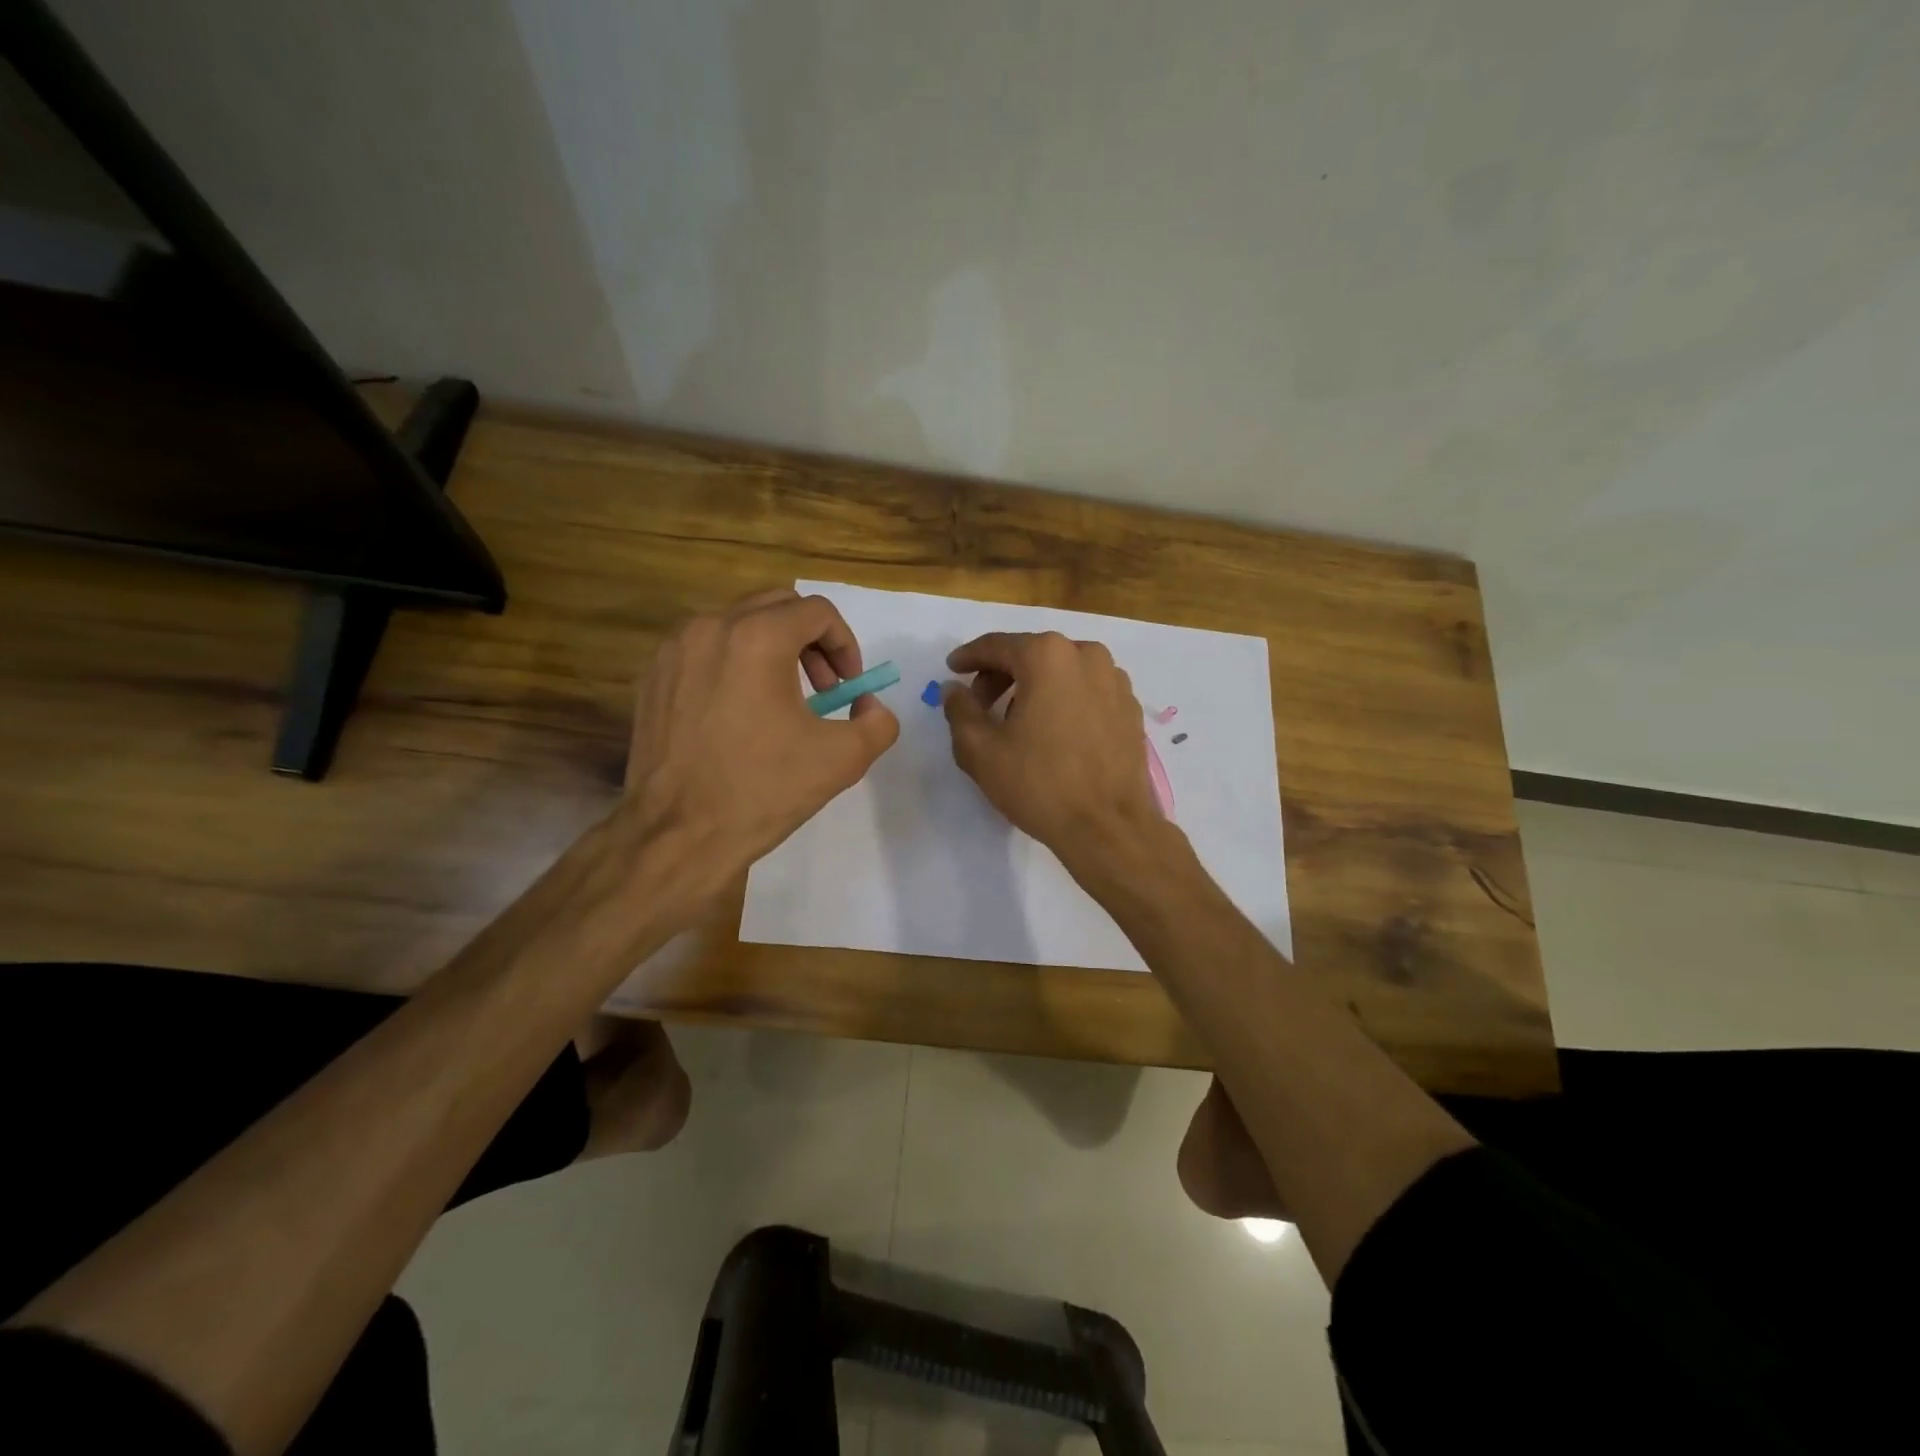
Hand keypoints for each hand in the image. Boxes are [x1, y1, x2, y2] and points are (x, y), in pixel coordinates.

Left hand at [623, 588, 898, 901]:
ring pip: (737, 624)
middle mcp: (711, 627)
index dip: (846, 645)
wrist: (678, 834)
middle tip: (824, 688)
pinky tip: (739, 713)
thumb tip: (869, 705)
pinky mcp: (652, 675)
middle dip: (811, 640)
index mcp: (758, 638)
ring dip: (772, 649)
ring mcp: (674, 650)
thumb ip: (878, 722)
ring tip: (782, 700)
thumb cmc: (762, 790)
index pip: (818, 612)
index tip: (848, 688)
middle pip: (777, 606)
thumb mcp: (844, 759)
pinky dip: (733, 664)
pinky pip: (705, 649)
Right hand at [941, 631, 1163, 865]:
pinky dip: (1064, 699)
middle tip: (980, 704)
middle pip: (1031, 654)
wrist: (1108, 826)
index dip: (969, 657)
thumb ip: (960, 711)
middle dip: (1001, 675)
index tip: (952, 669)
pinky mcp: (1130, 707)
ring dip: (1034, 686)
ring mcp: (1114, 680)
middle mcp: (1086, 655)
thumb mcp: (980, 750)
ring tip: (1017, 721)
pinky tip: (1054, 731)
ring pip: (1061, 671)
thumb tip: (954, 689)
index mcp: (1047, 656)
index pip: (997, 646)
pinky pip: (1086, 690)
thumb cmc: (1039, 784)